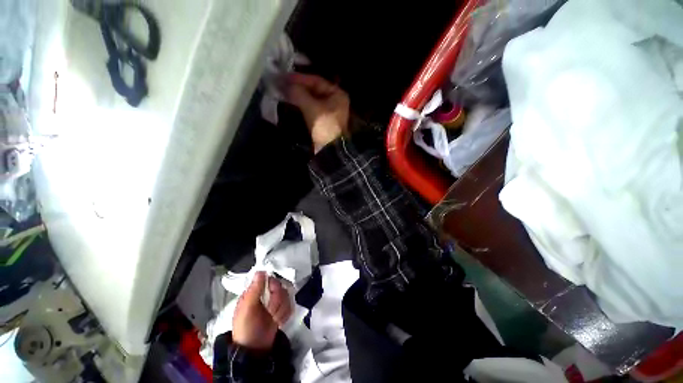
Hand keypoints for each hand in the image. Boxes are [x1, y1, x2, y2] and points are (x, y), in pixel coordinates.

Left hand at [232, 272, 292, 350]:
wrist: (255, 351)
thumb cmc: (246, 329)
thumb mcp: (247, 309)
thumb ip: (254, 290)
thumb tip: (260, 271)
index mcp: (255, 292)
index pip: (270, 278)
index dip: (273, 286)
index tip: (271, 294)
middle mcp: (266, 294)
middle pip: (280, 286)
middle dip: (277, 301)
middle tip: (271, 312)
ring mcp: (275, 302)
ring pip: (287, 296)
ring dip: (281, 309)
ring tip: (274, 319)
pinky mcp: (282, 310)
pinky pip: (291, 305)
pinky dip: (285, 315)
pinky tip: (279, 322)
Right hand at [286, 73, 349, 152]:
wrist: (330, 150)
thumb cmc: (324, 126)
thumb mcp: (312, 107)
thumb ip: (298, 93)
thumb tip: (283, 83)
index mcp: (337, 94)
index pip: (316, 80)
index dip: (300, 78)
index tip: (284, 76)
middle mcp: (334, 101)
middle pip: (313, 90)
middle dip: (298, 87)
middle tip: (281, 83)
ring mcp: (328, 112)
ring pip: (311, 99)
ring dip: (298, 96)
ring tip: (282, 91)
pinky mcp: (322, 121)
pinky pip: (310, 109)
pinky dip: (300, 105)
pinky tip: (290, 102)